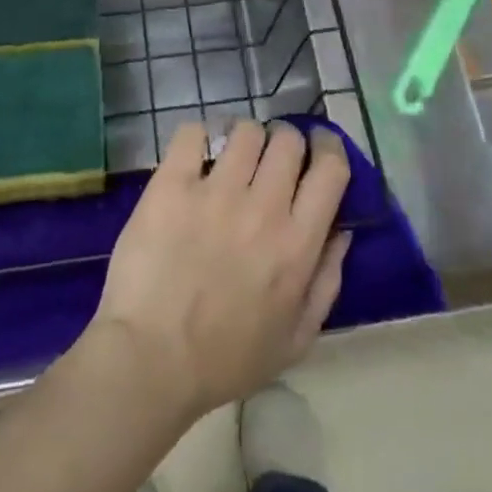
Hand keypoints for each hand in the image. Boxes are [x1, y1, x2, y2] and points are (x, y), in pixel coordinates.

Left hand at [89, 121, 351, 422]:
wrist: (150, 361)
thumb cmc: (226, 359)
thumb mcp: (296, 339)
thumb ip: (326, 281)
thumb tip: (342, 230)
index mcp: (297, 244)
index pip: (330, 168)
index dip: (329, 147)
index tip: (320, 147)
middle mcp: (263, 207)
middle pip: (287, 140)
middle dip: (285, 142)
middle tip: (271, 159)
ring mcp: (215, 191)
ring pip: (245, 130)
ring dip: (244, 139)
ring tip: (232, 157)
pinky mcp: (172, 184)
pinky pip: (193, 133)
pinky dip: (199, 137)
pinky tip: (196, 155)